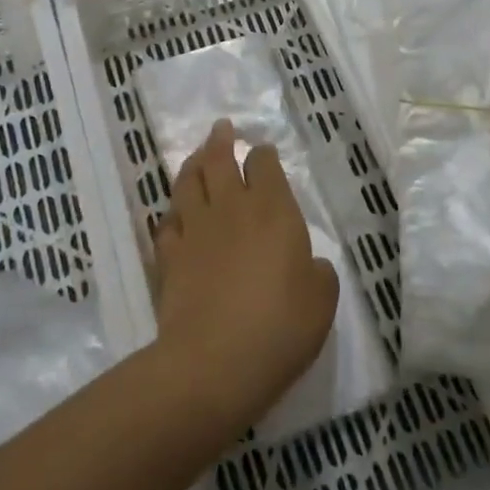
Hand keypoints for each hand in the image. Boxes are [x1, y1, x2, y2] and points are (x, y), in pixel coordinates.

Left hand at [152, 120, 338, 431]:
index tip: (262, 153)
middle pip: (219, 160)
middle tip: (221, 128)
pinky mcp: (169, 256)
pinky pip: (167, 223)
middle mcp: (231, 208)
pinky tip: (175, 216)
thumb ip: (318, 272)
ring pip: (188, 182)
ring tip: (196, 156)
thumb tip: (308, 264)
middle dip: (221, 140)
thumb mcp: (322, 300)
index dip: (263, 155)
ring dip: (192, 164)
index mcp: (273, 209)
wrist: (215, 361)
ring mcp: (195, 229)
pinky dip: (172, 214)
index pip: (264, 164)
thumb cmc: (280, 326)